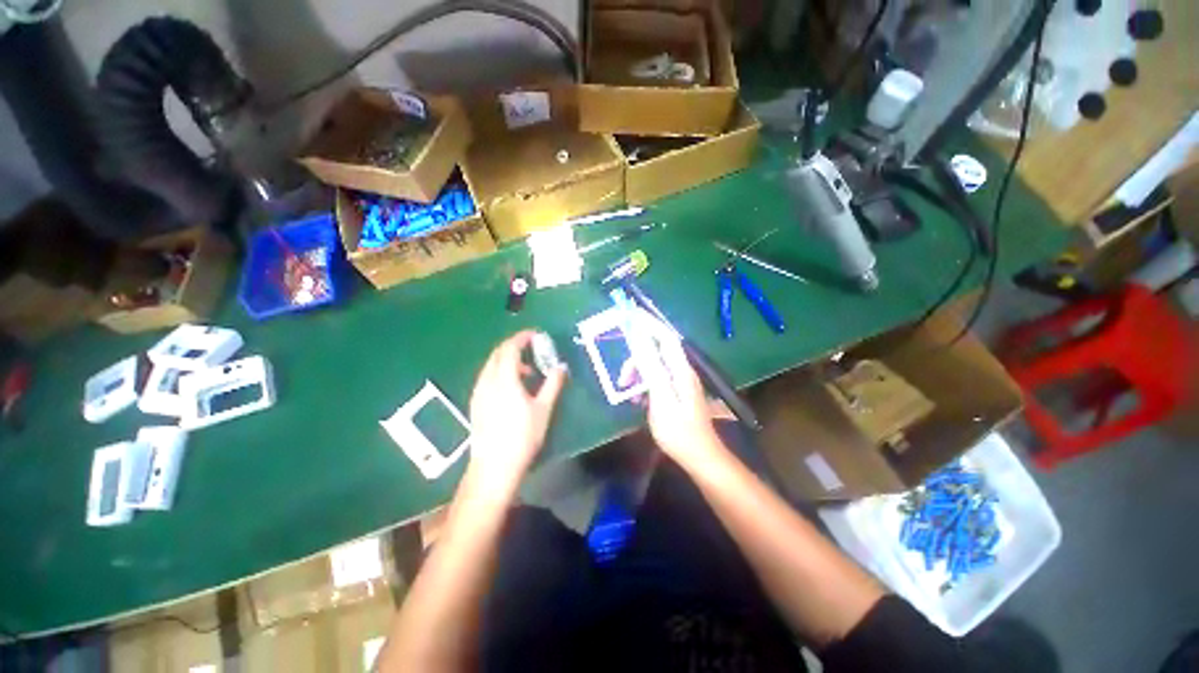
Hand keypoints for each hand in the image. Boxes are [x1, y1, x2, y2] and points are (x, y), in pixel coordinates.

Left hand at [467, 331, 566, 494]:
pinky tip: (512, 387)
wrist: (494, 467)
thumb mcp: (543, 409)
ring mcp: (478, 392)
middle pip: (498, 353)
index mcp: (504, 379)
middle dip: (514, 346)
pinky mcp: (475, 403)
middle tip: (532, 349)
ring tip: (527, 372)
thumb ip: (552, 384)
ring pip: (491, 365)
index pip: (510, 348)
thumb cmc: (522, 437)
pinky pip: (487, 377)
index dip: (522, 338)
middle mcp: (487, 381)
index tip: (535, 335)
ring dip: (507, 360)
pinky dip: (500, 372)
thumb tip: (560, 367)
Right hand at [618, 336, 724, 467]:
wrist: (699, 456)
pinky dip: (646, 387)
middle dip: (637, 362)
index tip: (629, 329)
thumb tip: (640, 338)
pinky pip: (659, 381)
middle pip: (657, 353)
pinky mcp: (678, 393)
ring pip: (656, 368)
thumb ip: (651, 367)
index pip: (665, 338)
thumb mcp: (661, 397)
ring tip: (630, 396)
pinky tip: (640, 402)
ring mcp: (681, 383)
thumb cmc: (678, 430)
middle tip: (623, 380)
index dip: (648, 329)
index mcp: (680, 369)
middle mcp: (682, 371)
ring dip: (640, 377)